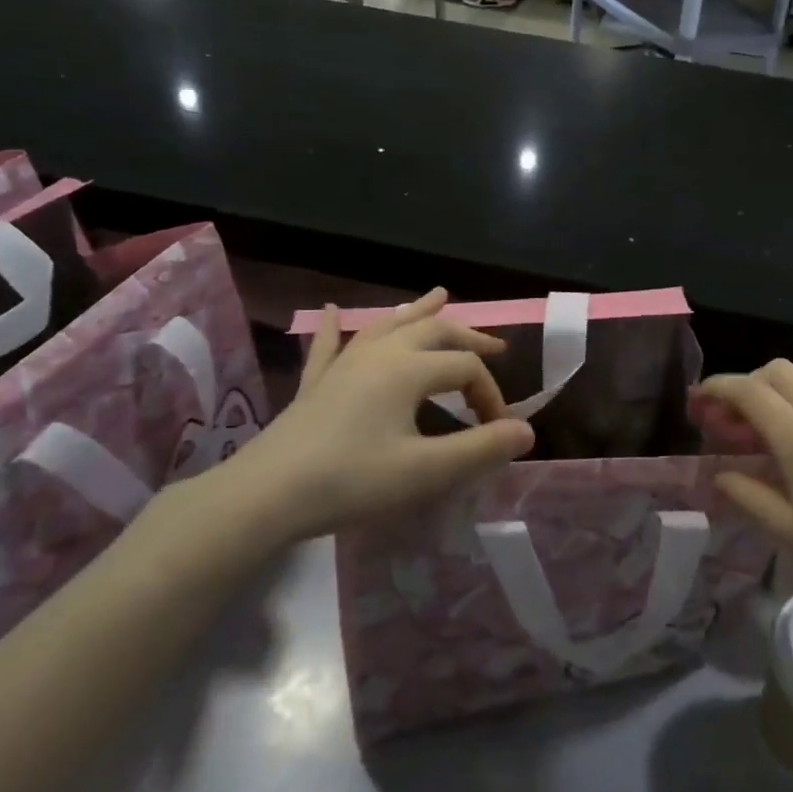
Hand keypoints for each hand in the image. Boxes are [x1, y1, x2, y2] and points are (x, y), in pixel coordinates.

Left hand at [209, 290, 533, 547]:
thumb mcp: (426, 471)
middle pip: (433, 332)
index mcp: (409, 370)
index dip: (491, 397)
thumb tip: (527, 431)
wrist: (266, 496)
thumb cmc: (352, 482)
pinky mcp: (316, 384)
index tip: (500, 433)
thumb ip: (481, 449)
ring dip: (417, 311)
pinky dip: (335, 327)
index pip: (466, 370)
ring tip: (439, 295)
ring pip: (387, 326)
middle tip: (495, 346)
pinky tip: (329, 310)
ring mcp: (343, 365)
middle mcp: (380, 355)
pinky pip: (329, 346)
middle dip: (467, 337)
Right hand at [693, 361, 792, 626]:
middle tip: (731, 425)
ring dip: (779, 402)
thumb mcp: (792, 532)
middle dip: (747, 386)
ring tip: (767, 447)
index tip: (697, 402)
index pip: (748, 390)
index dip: (717, 389)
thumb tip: (722, 477)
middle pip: (779, 372)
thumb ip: (749, 497)